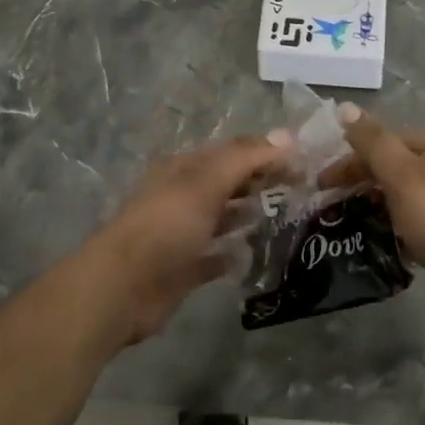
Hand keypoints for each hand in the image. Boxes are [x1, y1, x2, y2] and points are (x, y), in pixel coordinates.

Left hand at [81, 136, 284, 345]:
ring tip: (282, 215)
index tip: (302, 162)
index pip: (232, 151)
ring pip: (221, 216)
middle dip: (259, 180)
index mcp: (184, 168)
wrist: (122, 288)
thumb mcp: (206, 182)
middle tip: (300, 187)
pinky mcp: (183, 268)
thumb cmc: (166, 226)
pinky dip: (231, 254)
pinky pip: (213, 257)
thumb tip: (287, 136)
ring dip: (246, 213)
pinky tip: (252, 256)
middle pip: (227, 181)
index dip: (266, 152)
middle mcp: (183, 195)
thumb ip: (245, 158)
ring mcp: (181, 233)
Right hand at [333, 107, 424, 331]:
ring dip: (374, 204)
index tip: (321, 185)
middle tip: (329, 206)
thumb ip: (372, 142)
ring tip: (348, 224)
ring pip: (401, 193)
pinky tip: (379, 240)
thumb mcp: (402, 176)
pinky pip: (413, 218)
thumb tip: (345, 107)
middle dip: (360, 182)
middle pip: (392, 165)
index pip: (383, 140)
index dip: (350, 159)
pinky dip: (394, 225)